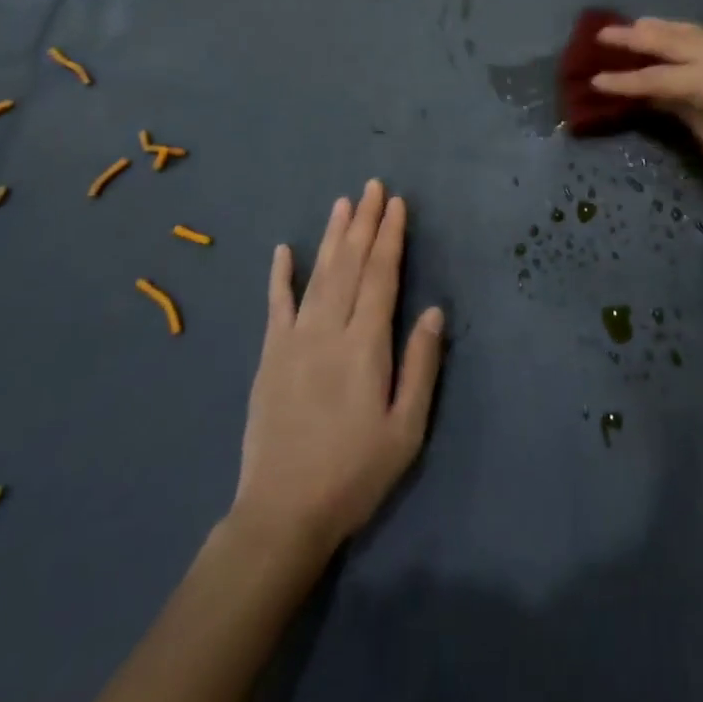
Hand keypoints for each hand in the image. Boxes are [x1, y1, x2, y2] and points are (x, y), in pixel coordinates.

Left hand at [230, 181, 444, 562]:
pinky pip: (275, 306)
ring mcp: (293, 341)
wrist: (282, 515)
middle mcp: (328, 331)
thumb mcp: (406, 429)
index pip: (381, 276)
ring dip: (332, 236)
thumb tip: (433, 310)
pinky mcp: (269, 357)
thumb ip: (421, 365)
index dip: (390, 237)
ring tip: (343, 203)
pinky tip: (284, 249)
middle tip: (373, 187)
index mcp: (365, 345)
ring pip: (318, 275)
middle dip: (364, 223)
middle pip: (350, 265)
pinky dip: (280, 276)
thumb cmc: (354, 473)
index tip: (397, 205)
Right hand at [592, 19, 702, 207]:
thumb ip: (685, 113)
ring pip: (695, 31)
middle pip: (672, 40)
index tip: (594, 78)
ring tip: (636, 25)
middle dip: (636, 37)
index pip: (656, 78)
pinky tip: (679, 37)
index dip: (623, 80)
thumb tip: (657, 96)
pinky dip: (690, 34)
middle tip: (604, 34)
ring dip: (663, 28)